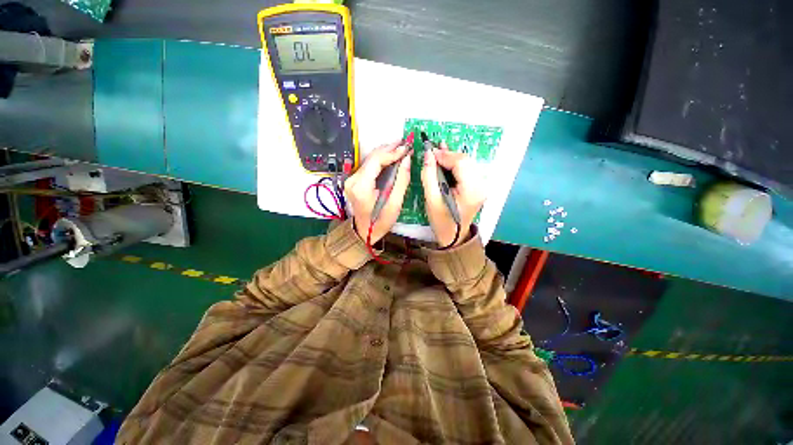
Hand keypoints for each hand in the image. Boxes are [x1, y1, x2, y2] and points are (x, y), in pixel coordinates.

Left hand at [344, 140, 411, 242]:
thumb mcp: (394, 204)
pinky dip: (380, 160)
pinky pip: (368, 165)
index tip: (406, 148)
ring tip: (400, 147)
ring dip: (385, 152)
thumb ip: (401, 180)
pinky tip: (390, 156)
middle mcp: (353, 180)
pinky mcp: (354, 180)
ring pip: (370, 159)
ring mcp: (351, 179)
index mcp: (362, 187)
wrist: (364, 232)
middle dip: (389, 149)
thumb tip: (407, 159)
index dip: (392, 152)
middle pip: (372, 157)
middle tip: (405, 143)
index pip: (376, 161)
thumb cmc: (380, 222)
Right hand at [421, 142, 485, 247]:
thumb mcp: (431, 199)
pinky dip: (456, 163)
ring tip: (437, 153)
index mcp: (471, 190)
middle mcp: (481, 185)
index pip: (460, 163)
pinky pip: (467, 169)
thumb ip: (429, 175)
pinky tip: (447, 157)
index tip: (429, 151)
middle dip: (448, 155)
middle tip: (432, 153)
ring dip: (451, 158)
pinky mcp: (478, 186)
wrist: (454, 236)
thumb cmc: (441, 221)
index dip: (445, 155)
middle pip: (465, 161)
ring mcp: (482, 185)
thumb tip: (428, 153)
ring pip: (467, 163)